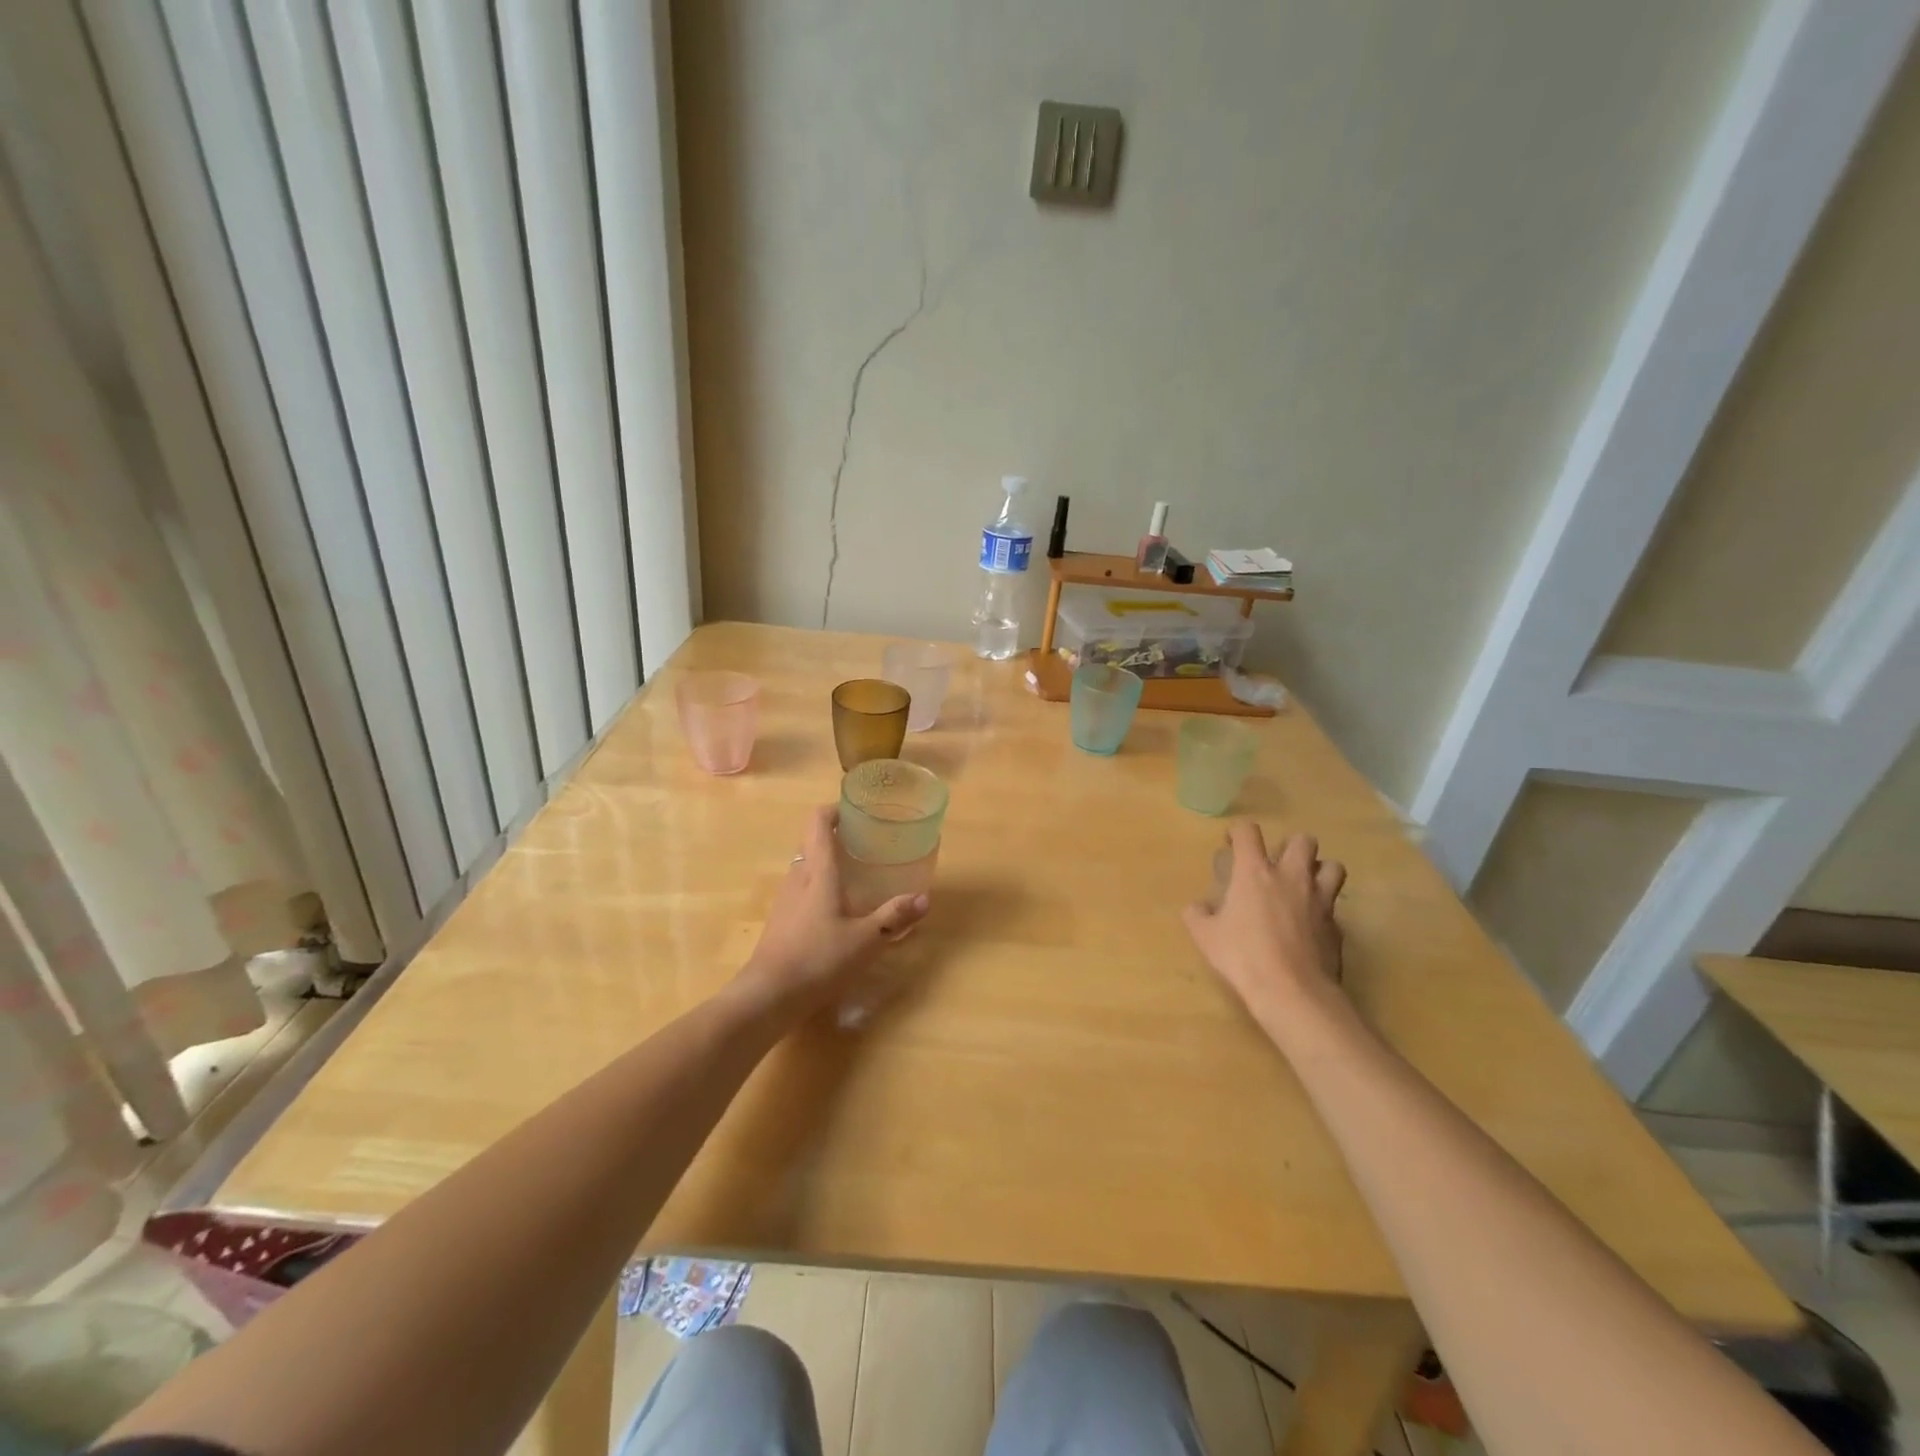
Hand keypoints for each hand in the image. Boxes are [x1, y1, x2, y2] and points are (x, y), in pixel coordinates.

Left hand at [736, 805, 929, 1018]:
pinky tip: (836, 909)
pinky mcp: (780, 921)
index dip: (834, 810)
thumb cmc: (819, 959)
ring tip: (855, 873)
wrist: (768, 996)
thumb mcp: (866, 939)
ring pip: (805, 867)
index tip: (855, 812)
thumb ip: (894, 916)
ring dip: (826, 863)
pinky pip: (801, 890)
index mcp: (818, 872)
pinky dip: (818, 887)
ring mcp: (784, 900)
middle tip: (865, 843)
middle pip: (811, 842)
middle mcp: (798, 877)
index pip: (818, 822)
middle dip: (836, 837)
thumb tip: (924, 898)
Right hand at [1182, 822, 1348, 1037]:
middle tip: (1277, 865)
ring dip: (1318, 870)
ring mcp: (1319, 900)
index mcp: (1254, 872)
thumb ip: (1198, 915)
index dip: (1238, 831)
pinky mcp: (1336, 926)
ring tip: (1304, 886)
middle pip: (1303, 840)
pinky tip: (1309, 926)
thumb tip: (1198, 907)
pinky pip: (1334, 906)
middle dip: (1291, 846)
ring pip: (1332, 866)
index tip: (1232, 844)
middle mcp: (1291, 877)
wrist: (1292, 992)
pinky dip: (1322, 909)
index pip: (1249, 832)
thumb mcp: (1205, 937)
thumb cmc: (1243, 957)